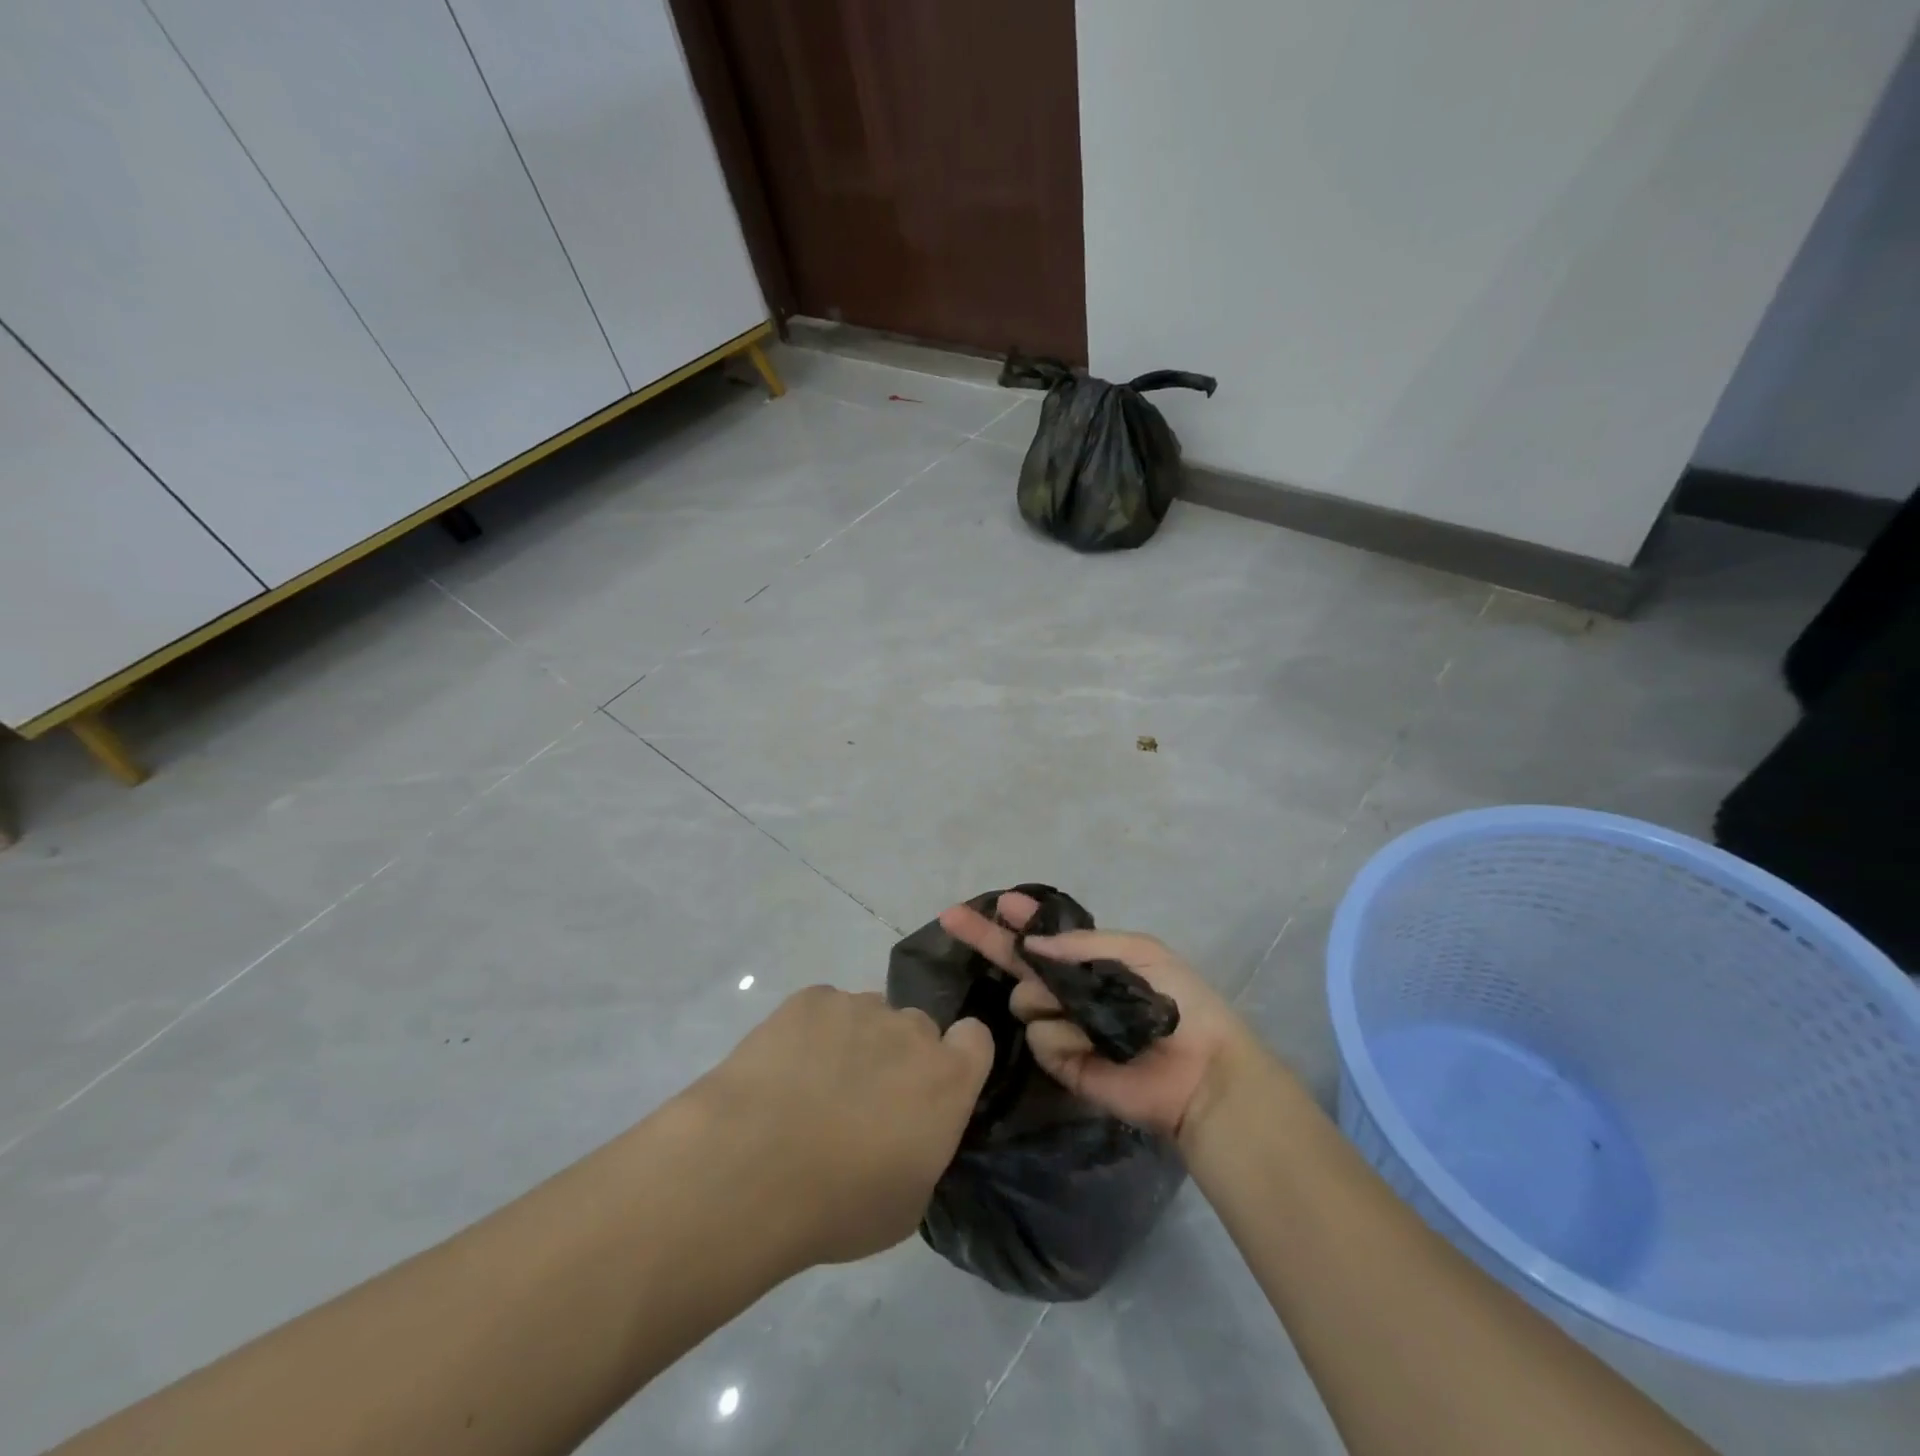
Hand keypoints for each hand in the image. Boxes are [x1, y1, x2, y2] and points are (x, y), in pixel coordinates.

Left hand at [694, 986, 992, 1267]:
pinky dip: (812, 1032)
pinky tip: (783, 1069)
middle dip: (899, 1055)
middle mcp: (910, 1030)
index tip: (933, 1086)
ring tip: (812, 1086)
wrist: (749, 1171)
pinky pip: (824, 1008)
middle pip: (917, 1028)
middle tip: (862, 1099)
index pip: (976, 1038)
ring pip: (868, 1016)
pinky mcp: (810, 999)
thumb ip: (926, 1147)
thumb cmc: (838, 1205)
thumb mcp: (908, 1202)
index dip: (958, 1057)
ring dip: (855, 1042)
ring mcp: (858, 1007)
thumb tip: (914, 1130)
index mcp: (947, 1078)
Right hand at [938, 892, 1255, 1144]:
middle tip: (953, 918)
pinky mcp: (1062, 1064)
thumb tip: (1033, 946)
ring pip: (1026, 1001)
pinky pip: (1042, 1039)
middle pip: (1017, 964)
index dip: (1021, 919)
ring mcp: (1063, 1027)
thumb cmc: (1178, 1002)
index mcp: (1089, 962)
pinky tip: (1092, 1046)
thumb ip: (1084, 946)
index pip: (1044, 938)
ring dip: (1049, 1000)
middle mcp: (1069, 991)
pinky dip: (1065, 1038)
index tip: (1000, 902)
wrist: (1201, 1069)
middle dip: (987, 938)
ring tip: (1088, 1015)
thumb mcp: (1139, 952)